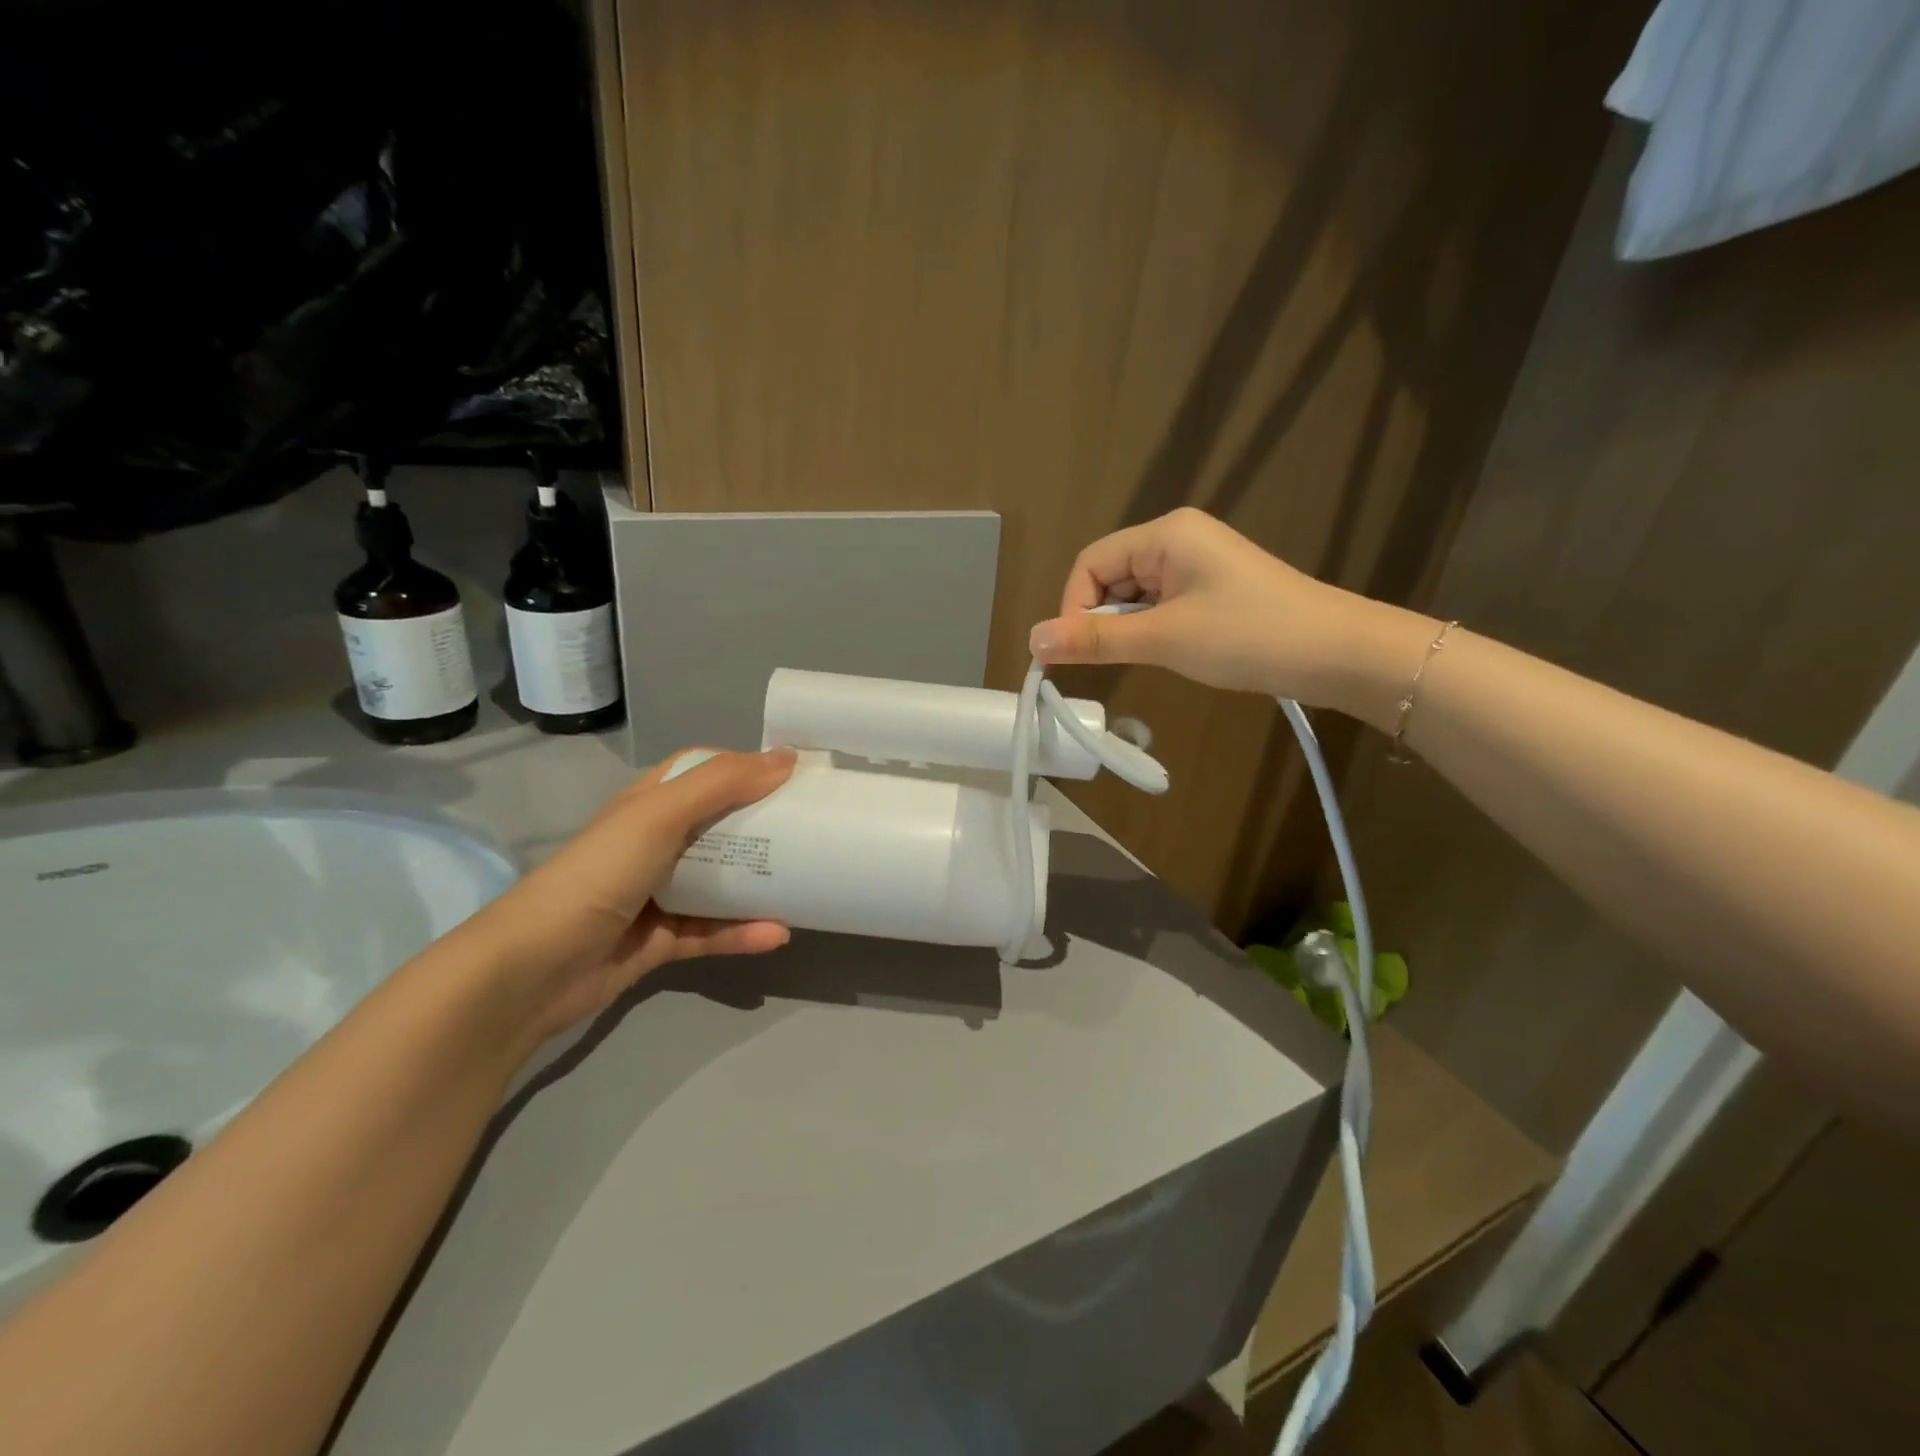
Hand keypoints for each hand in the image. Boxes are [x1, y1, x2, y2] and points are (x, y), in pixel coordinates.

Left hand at [457, 748, 796, 1045]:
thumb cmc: (597, 875)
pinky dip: (742, 933)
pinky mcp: (661, 942)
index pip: (703, 771)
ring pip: (720, 882)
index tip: (792, 774)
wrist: (532, 970)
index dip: (744, 767)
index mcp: (649, 805)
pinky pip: (712, 932)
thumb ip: (722, 783)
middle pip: (719, 826)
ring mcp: (657, 895)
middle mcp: (654, 844)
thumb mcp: (659, 816)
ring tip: (805, 882)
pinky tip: (778, 934)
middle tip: (812, 826)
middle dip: (764, 824)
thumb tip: (786, 756)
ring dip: (759, 883)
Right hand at [1027, 509, 1391, 702]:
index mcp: (1165, 534)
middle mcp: (1178, 538)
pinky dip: (1153, 629)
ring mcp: (1199, 562)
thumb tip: (1032, 640)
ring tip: (1151, 657)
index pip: (1090, 563)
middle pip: (1110, 576)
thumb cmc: (1247, 636)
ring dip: (1129, 627)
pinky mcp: (1214, 587)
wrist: (1337, 652)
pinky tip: (1171, 651)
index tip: (1074, 653)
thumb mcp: (1164, 639)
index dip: (1073, 607)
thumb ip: (1095, 640)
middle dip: (1101, 618)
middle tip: (1113, 660)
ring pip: (1135, 594)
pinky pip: (1162, 603)